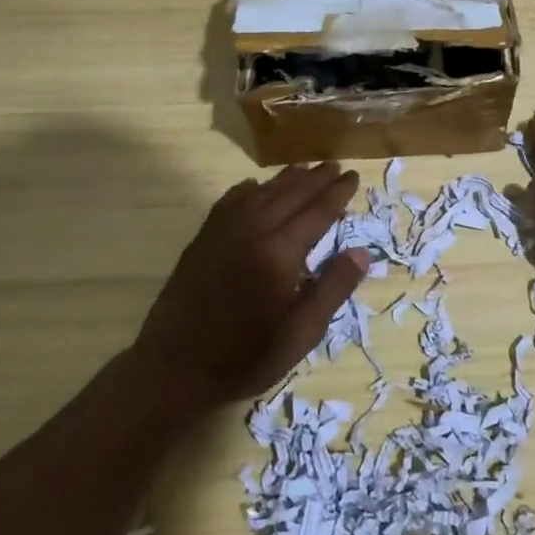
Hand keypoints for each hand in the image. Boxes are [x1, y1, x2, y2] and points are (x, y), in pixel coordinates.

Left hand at [129, 163, 370, 412]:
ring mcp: (224, 231)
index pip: (317, 212)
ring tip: (305, 169)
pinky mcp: (203, 238)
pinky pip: (230, 201)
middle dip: (316, 179)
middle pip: (291, 194)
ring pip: (262, 193)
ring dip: (286, 179)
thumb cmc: (244, 358)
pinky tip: (254, 186)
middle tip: (336, 165)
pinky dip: (248, 189)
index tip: (354, 176)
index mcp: (281, 253)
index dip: (337, 193)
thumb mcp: (300, 334)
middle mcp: (253, 231)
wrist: (172, 369)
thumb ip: (332, 289)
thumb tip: (361, 251)